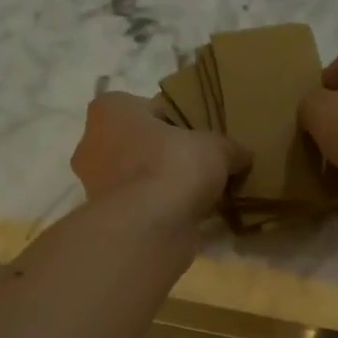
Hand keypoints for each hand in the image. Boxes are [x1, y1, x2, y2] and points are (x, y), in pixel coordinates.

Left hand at [71, 90, 248, 230]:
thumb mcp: (216, 148)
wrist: (149, 229)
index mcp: (111, 109)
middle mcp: (92, 142)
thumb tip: (244, 155)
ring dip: (163, 185)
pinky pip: (140, 206)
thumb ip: (230, 147)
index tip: (202, 139)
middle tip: (200, 167)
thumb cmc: (174, 168)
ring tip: (197, 195)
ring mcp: (95, 185)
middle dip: (167, 155)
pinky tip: (185, 217)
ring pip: (139, 177)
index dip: (180, 122)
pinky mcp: (106, 219)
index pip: (151, 108)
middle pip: (141, 144)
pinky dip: (159, 210)